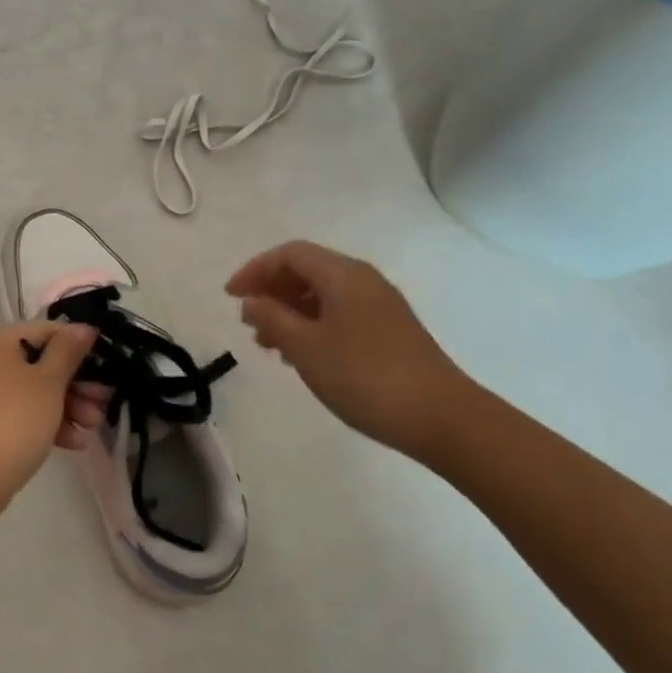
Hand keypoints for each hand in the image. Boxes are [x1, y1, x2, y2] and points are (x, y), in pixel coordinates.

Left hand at [0, 321, 98, 514]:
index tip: (107, 366)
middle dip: (76, 384)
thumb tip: (83, 327)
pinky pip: (22, 413)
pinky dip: (47, 423)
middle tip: (103, 401)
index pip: (46, 331)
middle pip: (41, 363)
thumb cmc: (13, 419)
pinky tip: (74, 442)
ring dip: (67, 406)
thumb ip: (68, 351)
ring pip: (34, 391)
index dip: (79, 346)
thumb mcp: (48, 381)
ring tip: (92, 427)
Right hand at [226, 240, 475, 460]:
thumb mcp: (305, 347)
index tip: (230, 297)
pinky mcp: (389, 332)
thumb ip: (272, 318)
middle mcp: (363, 281)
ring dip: (289, 311)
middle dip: (272, 291)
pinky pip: (339, 315)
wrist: (441, 418)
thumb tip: (251, 301)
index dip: (255, 269)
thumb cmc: (364, 376)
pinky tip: (301, 356)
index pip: (290, 254)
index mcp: (343, 275)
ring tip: (269, 344)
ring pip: (323, 295)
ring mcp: (380, 307)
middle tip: (248, 322)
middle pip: (307, 271)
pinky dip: (312, 326)